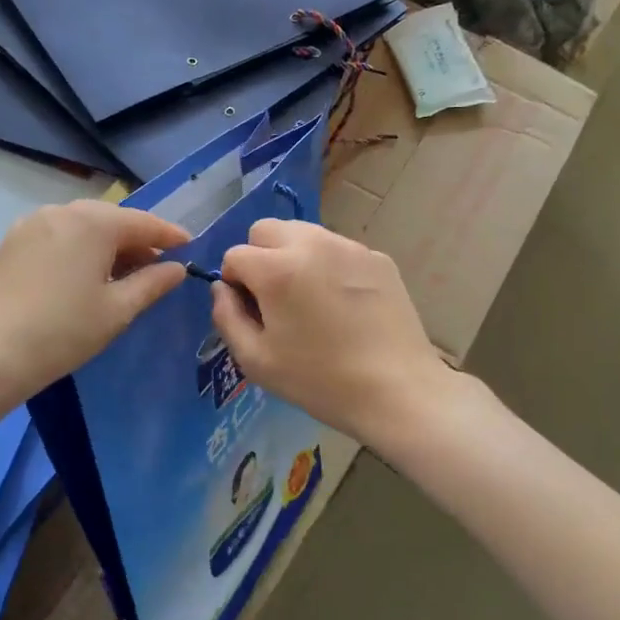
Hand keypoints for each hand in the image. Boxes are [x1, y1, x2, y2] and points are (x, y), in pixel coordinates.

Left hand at [0, 200, 189, 396]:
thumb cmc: (63, 331)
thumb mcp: (117, 310)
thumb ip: (152, 283)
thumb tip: (177, 268)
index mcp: (92, 222)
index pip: (143, 222)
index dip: (169, 235)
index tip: (190, 246)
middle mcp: (61, 211)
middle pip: (111, 219)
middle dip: (137, 239)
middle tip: (158, 265)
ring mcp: (31, 224)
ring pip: (82, 226)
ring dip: (107, 244)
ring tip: (124, 273)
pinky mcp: (12, 242)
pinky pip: (58, 236)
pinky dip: (80, 248)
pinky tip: (86, 274)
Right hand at [210, 218, 450, 442]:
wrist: (397, 390)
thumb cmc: (319, 380)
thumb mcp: (256, 360)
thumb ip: (226, 316)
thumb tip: (222, 288)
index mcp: (277, 268)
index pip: (235, 255)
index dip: (235, 284)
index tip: (252, 312)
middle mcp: (311, 244)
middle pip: (266, 230)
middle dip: (260, 257)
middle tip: (276, 299)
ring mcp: (349, 247)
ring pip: (304, 234)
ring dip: (294, 257)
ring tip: (310, 300)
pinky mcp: (378, 257)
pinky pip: (337, 249)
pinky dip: (329, 266)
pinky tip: (344, 305)